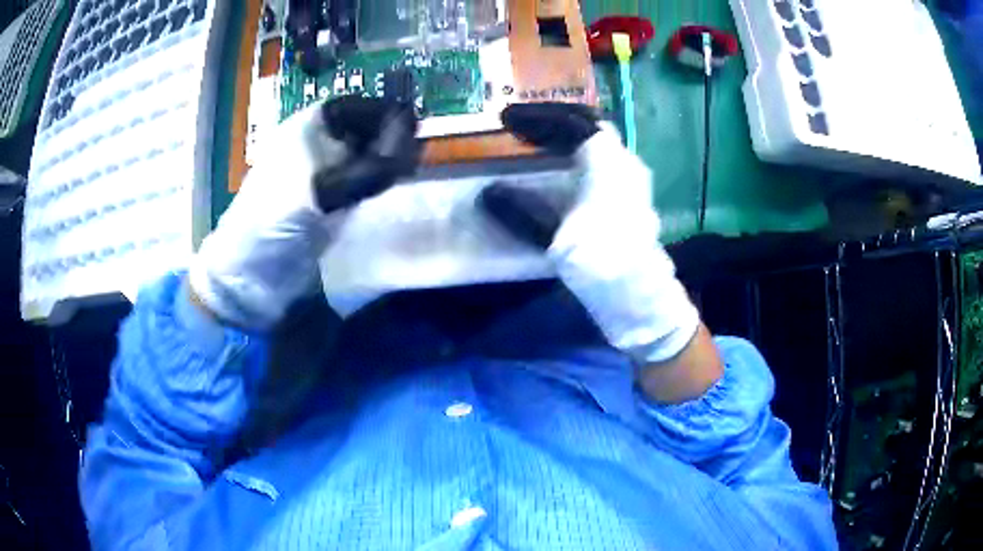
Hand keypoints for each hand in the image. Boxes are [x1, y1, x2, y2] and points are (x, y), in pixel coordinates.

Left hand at [190, 96, 419, 328]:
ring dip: (386, 165)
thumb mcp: (321, 191)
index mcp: (308, 128)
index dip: (386, 114)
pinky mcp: (326, 202)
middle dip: (390, 141)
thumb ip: (369, 170)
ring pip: (364, 157)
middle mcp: (316, 144)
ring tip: (403, 178)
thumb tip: (412, 150)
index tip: (414, 132)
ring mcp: (321, 174)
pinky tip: (387, 194)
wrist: (250, 274)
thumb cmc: (276, 222)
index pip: (358, 107)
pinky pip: (360, 184)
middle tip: (412, 162)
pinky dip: (376, 186)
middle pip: (364, 130)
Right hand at [480, 103, 718, 401]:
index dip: (537, 118)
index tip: (506, 121)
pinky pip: (602, 157)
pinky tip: (559, 165)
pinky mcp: (631, 193)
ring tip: (533, 142)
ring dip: (564, 137)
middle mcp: (623, 162)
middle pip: (587, 126)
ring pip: (596, 141)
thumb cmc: (600, 264)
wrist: (639, 295)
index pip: (571, 124)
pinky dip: (576, 153)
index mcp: (606, 165)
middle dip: (551, 122)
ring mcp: (631, 177)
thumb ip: (520, 212)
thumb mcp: (555, 238)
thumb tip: (488, 193)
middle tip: (519, 127)